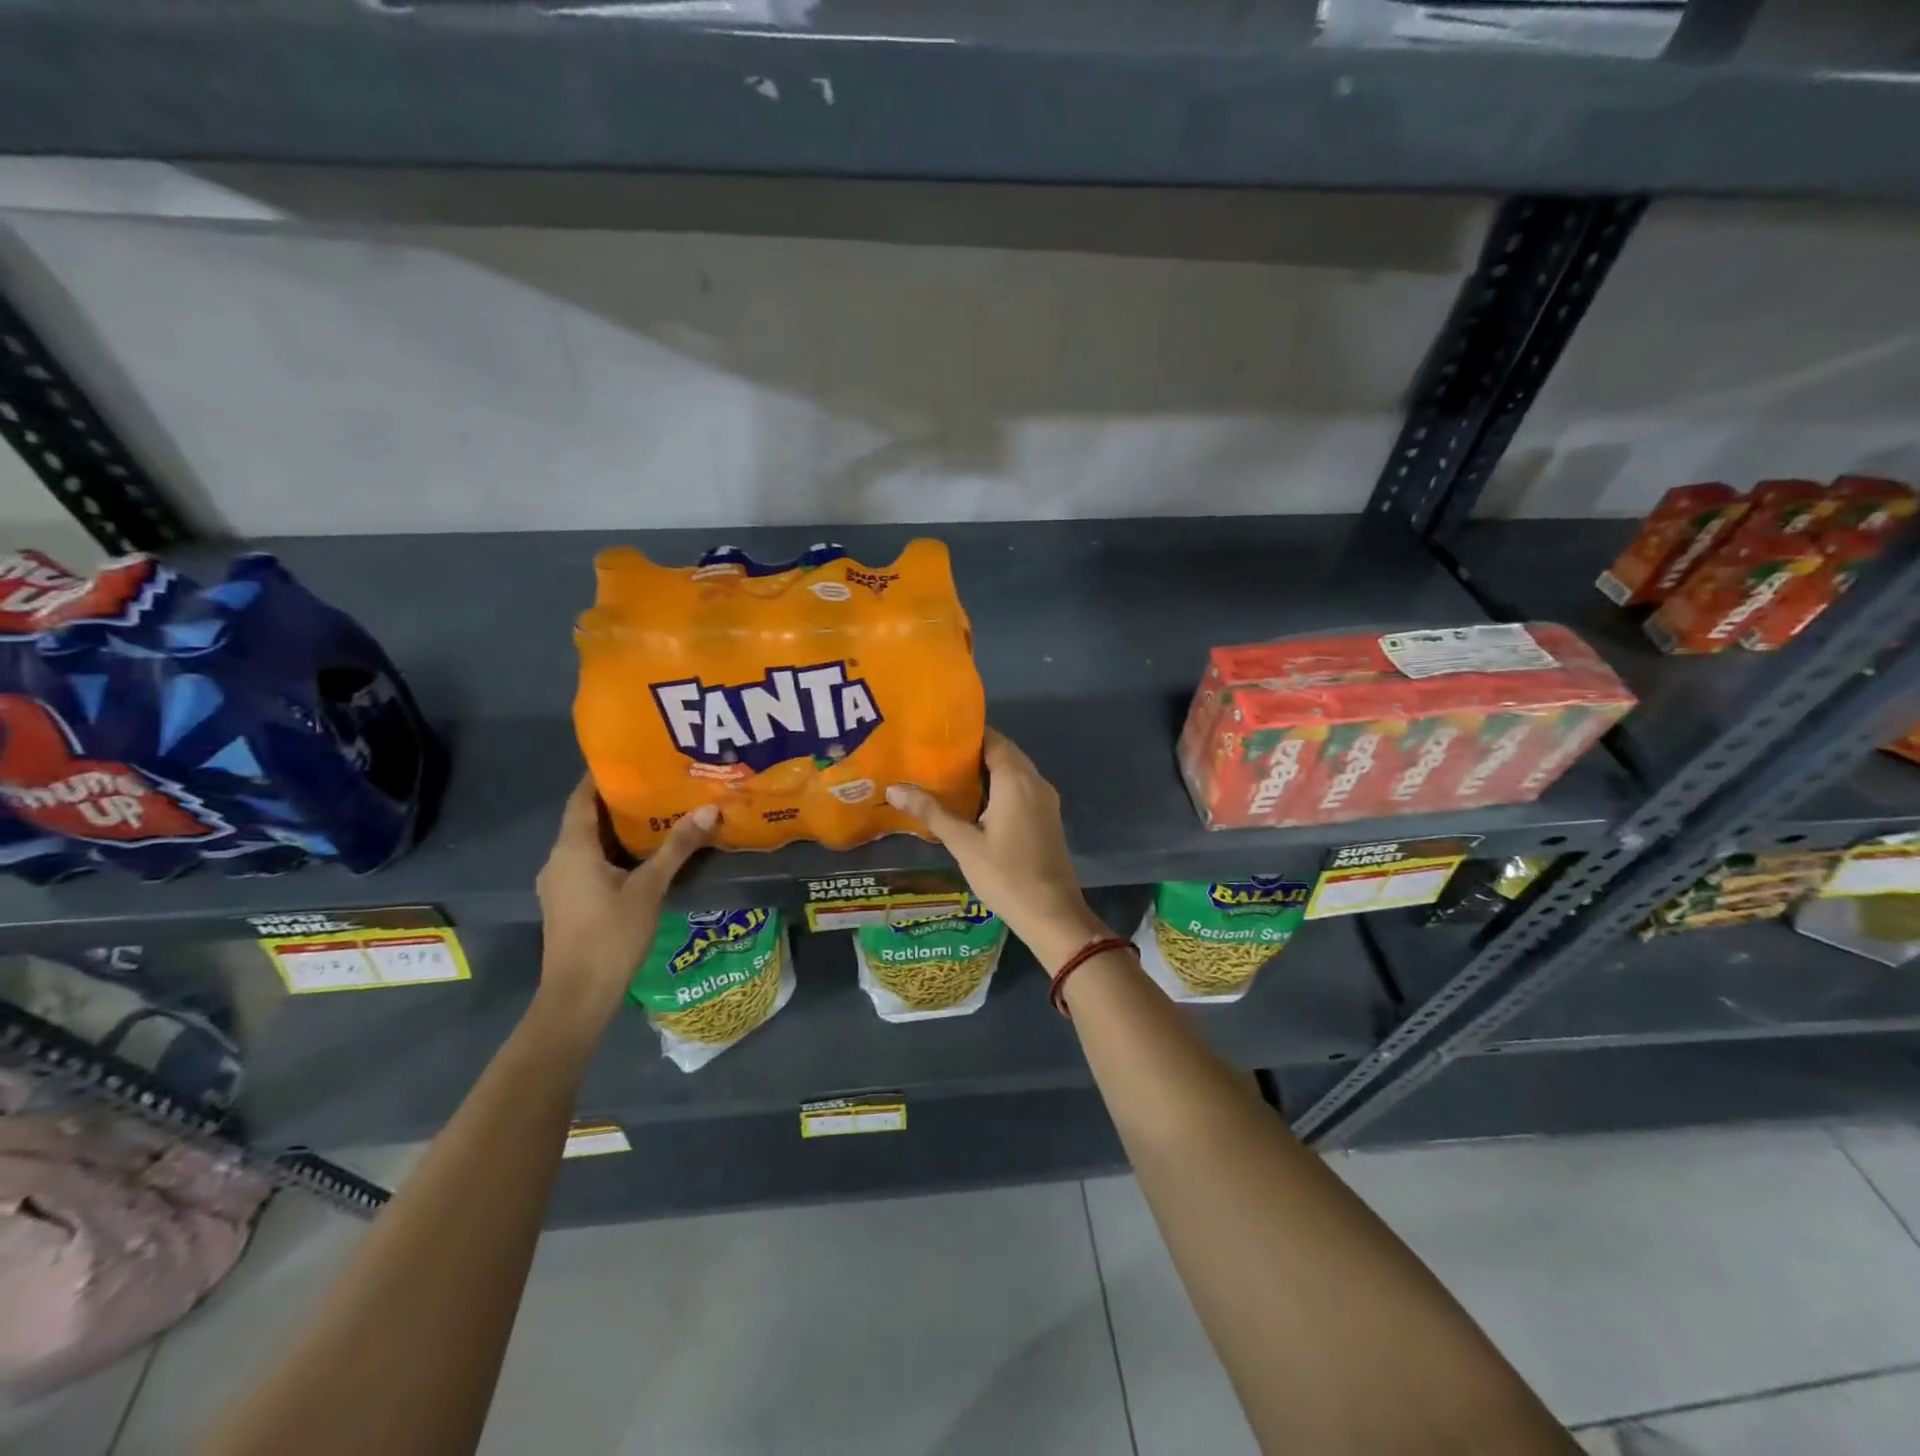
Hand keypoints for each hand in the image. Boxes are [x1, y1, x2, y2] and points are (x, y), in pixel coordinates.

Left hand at [535, 778, 715, 1028]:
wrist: (578, 996)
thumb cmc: (611, 935)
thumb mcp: (649, 888)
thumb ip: (677, 848)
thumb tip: (709, 809)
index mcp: (572, 848)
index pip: (582, 798)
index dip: (603, 775)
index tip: (634, 757)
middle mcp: (559, 859)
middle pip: (586, 818)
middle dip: (620, 800)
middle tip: (659, 783)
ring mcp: (560, 882)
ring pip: (589, 842)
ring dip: (619, 828)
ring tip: (658, 812)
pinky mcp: (568, 901)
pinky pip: (590, 862)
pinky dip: (614, 850)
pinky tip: (644, 854)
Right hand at [887, 729, 1108, 975]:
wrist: (1052, 914)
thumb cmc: (1006, 875)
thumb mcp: (964, 844)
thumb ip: (932, 813)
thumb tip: (895, 788)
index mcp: (1016, 780)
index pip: (992, 739)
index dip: (966, 734)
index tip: (936, 735)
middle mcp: (1035, 781)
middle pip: (1004, 753)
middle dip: (972, 752)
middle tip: (935, 756)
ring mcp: (1045, 800)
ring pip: (1014, 772)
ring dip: (986, 770)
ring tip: (948, 776)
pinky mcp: (1047, 817)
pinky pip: (1022, 789)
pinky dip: (1000, 787)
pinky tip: (975, 803)